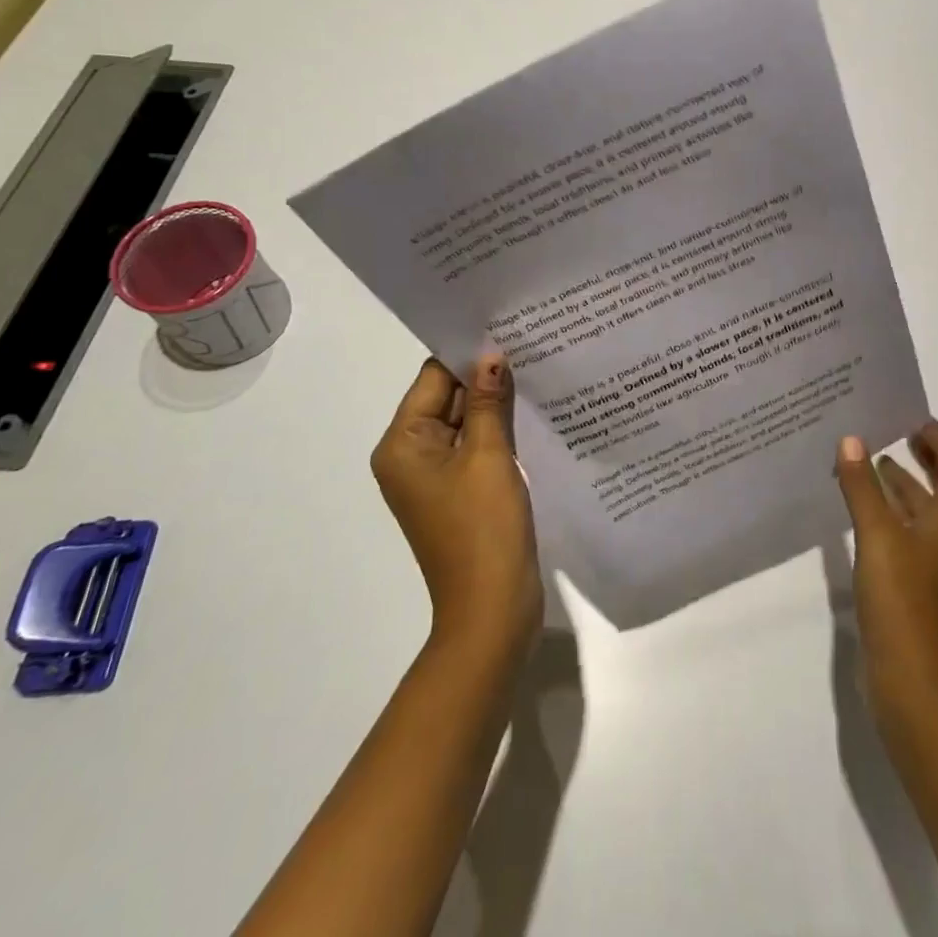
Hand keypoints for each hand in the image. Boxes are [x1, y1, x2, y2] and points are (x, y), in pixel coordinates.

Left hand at [373, 355, 542, 661]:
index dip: (467, 354)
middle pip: (446, 399)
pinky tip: (531, 411)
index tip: (505, 328)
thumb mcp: (488, 454)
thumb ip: (486, 401)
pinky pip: (473, 448)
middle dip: (484, 376)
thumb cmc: (484, 527)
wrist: (492, 609)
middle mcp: (409, 456)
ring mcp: (433, 477)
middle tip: (527, 342)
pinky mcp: (457, 492)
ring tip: (535, 368)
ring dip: (493, 403)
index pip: (432, 378)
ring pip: (463, 423)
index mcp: (402, 444)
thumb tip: (490, 355)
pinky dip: (496, 431)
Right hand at [835, 420, 937, 713]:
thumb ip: (863, 488)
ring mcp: (923, 567)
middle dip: (922, 461)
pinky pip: (897, 535)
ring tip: (867, 465)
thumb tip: (851, 439)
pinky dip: (882, 514)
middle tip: (892, 434)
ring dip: (899, 487)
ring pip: (916, 514)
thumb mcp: (878, 536)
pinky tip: (856, 512)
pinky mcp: (904, 586)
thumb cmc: (901, 600)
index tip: (918, 421)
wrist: (909, 681)